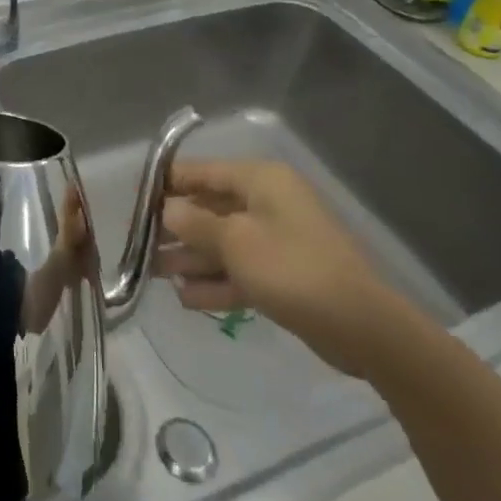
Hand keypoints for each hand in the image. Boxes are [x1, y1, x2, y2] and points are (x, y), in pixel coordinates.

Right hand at [157, 159, 422, 377]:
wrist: (364, 329)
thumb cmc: (293, 269)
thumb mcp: (235, 242)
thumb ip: (194, 223)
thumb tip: (166, 209)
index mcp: (259, 180)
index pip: (202, 171)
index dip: (167, 184)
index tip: (135, 202)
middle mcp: (267, 202)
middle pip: (209, 208)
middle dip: (175, 227)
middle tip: (140, 245)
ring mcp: (277, 239)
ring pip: (222, 242)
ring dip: (191, 258)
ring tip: (153, 273)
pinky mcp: (284, 275)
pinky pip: (240, 270)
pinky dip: (215, 281)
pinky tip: (186, 298)